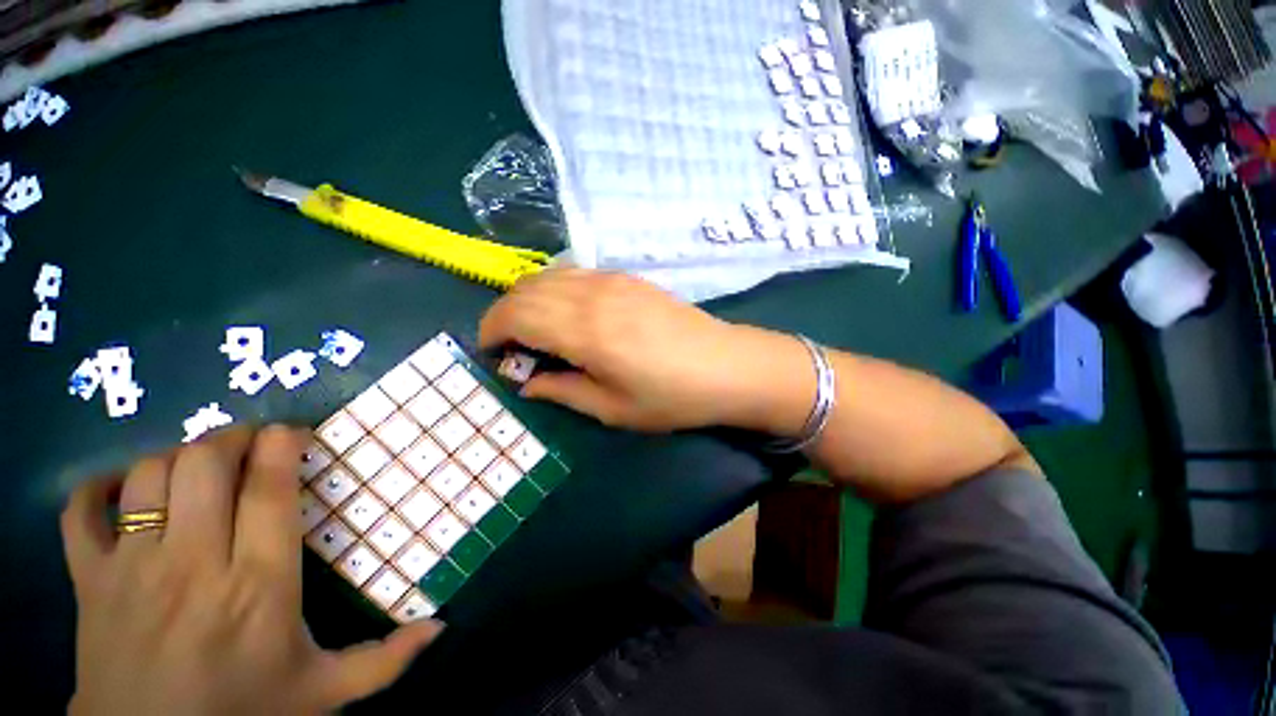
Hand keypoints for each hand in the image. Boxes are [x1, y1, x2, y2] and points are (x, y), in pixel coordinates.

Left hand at [61, 426, 441, 714]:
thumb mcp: (323, 692)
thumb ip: (385, 660)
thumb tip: (440, 626)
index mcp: (257, 586)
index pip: (269, 491)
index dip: (282, 447)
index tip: (294, 433)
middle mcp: (193, 565)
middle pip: (205, 465)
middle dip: (232, 439)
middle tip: (252, 445)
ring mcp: (132, 570)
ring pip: (148, 476)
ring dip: (178, 457)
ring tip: (199, 467)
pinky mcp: (89, 581)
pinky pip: (81, 511)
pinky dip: (99, 487)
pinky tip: (124, 490)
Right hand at [479, 269, 811, 433]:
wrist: (726, 366)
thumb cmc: (672, 397)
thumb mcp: (613, 409)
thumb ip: (563, 391)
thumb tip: (526, 383)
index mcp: (585, 331)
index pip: (515, 315)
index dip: (491, 331)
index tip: (491, 354)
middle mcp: (592, 295)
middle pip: (525, 290)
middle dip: (503, 314)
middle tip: (510, 347)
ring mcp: (612, 280)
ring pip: (548, 275)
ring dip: (528, 299)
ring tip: (534, 330)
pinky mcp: (628, 278)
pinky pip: (575, 273)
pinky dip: (555, 288)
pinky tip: (566, 312)